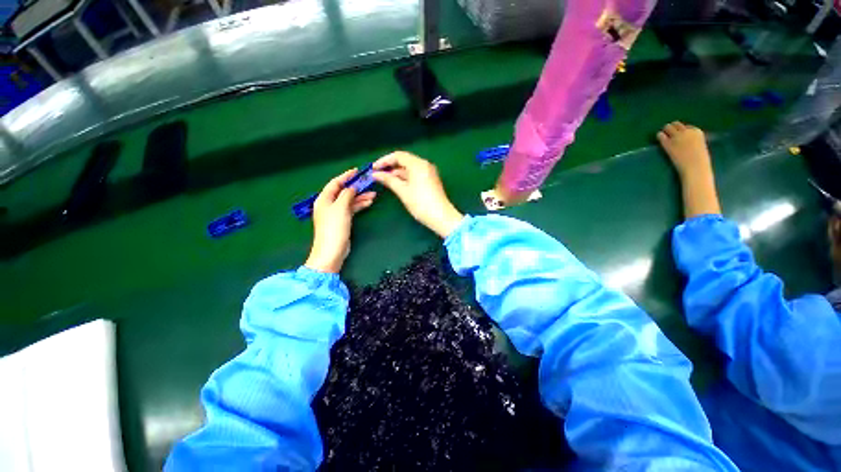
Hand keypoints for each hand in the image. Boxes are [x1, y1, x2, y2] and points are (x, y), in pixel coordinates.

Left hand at [304, 169, 375, 272]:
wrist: (332, 250)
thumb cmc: (334, 227)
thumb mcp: (341, 208)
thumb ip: (347, 194)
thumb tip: (352, 187)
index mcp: (324, 199)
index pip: (335, 183)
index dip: (346, 176)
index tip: (357, 171)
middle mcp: (329, 204)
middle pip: (343, 191)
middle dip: (356, 187)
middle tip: (368, 183)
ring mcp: (336, 213)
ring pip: (349, 201)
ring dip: (360, 197)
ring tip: (373, 195)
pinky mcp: (342, 221)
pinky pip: (351, 209)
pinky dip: (359, 205)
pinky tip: (368, 203)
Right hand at [372, 151, 462, 237]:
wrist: (441, 217)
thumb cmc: (420, 203)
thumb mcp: (403, 191)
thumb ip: (389, 180)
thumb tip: (376, 174)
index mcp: (418, 164)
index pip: (398, 156)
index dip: (384, 160)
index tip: (373, 168)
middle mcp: (424, 165)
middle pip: (404, 160)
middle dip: (390, 166)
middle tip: (377, 174)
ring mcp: (428, 172)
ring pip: (409, 168)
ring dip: (397, 173)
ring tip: (384, 180)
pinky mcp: (430, 180)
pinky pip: (415, 174)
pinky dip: (405, 177)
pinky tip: (396, 183)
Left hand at [656, 122, 712, 178]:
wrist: (695, 167)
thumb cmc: (699, 160)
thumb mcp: (700, 145)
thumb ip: (693, 140)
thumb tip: (686, 140)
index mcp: (697, 131)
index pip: (686, 126)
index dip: (682, 130)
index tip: (680, 135)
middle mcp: (686, 131)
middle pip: (676, 124)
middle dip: (672, 128)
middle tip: (669, 132)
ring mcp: (677, 137)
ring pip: (668, 127)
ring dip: (665, 130)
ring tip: (663, 134)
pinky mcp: (668, 144)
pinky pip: (661, 136)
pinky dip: (659, 136)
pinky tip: (659, 138)